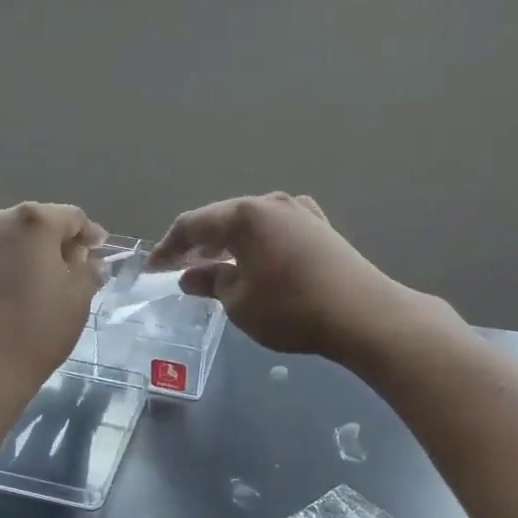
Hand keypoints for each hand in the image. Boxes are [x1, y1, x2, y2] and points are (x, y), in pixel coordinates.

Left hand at [0, 203, 104, 406]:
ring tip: (9, 273)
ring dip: (4, 244)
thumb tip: (90, 258)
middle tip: (55, 269)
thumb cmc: (37, 333)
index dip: (87, 234)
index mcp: (36, 222)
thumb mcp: (78, 302)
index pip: (71, 217)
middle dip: (45, 241)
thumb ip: (88, 270)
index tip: (94, 252)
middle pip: (29, 221)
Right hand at [148, 193, 421, 359]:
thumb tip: (190, 276)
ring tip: (214, 266)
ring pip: (251, 222)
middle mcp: (271, 202)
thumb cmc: (292, 309)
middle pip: (222, 218)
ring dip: (228, 243)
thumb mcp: (240, 302)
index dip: (168, 247)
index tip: (153, 268)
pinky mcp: (321, 227)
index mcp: (244, 214)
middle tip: (180, 267)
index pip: (192, 224)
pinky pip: (276, 228)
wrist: (364, 314)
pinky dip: (257, 243)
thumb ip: (211, 282)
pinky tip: (256, 261)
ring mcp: (300, 211)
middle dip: (198, 243)